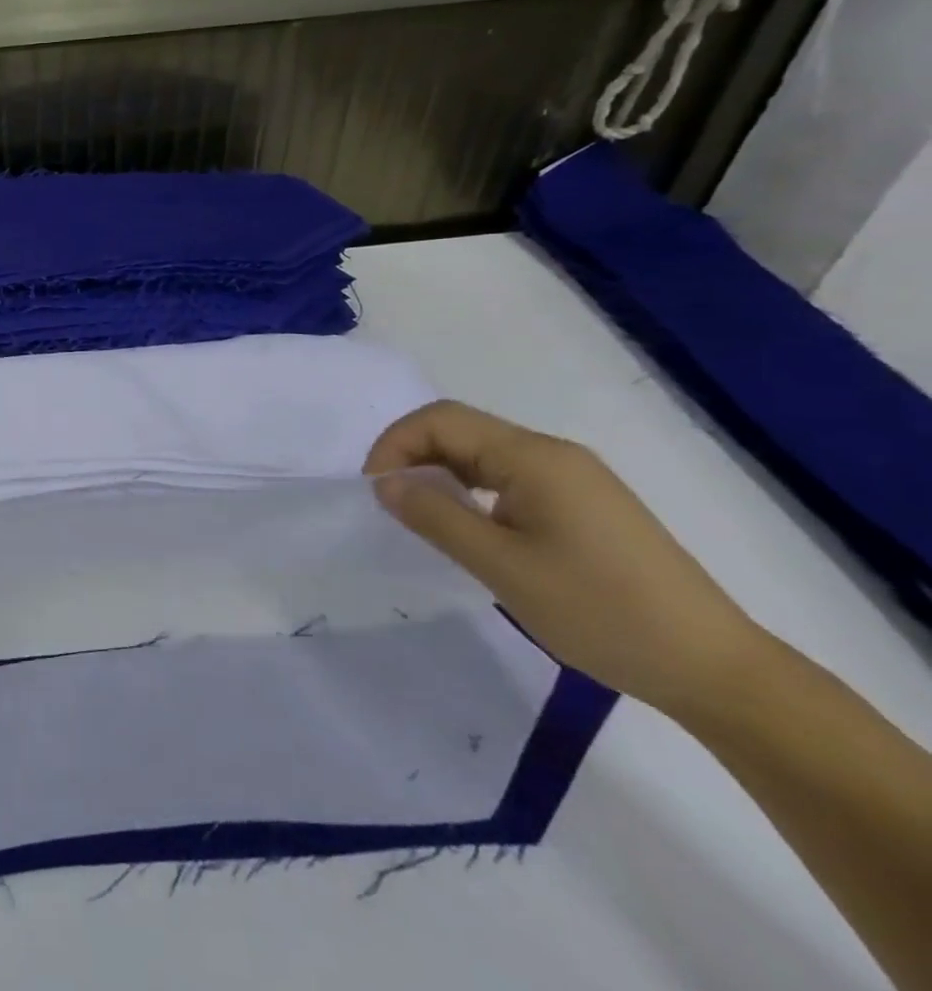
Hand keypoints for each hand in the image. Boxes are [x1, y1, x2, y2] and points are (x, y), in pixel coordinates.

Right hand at [363, 401, 764, 718]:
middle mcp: (554, 454)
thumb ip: (435, 517)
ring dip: (442, 474)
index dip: (395, 444)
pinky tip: (472, 528)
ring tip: (423, 517)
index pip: (441, 420)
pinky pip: (511, 478)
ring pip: (484, 454)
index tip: (374, 489)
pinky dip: (474, 491)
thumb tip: (384, 483)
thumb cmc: (601, 612)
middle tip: (390, 503)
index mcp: (534, 457)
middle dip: (414, 456)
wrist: (715, 669)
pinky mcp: (586, 505)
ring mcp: (575, 478)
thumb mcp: (502, 567)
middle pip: (462, 430)